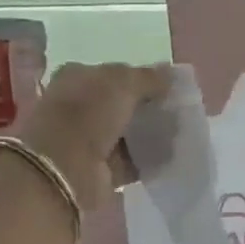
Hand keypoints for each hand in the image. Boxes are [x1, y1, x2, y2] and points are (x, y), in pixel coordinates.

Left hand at [17, 61, 174, 210]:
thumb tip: (171, 74)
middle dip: (146, 109)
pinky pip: (129, 162)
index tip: (167, 88)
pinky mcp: (98, 169)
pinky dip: (146, 160)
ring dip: (148, 135)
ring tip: (177, 134)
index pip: (113, 75)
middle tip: (176, 112)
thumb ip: (148, 77)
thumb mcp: (123, 83)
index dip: (140, 79)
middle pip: (120, 105)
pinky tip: (169, 157)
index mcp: (76, 78)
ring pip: (125, 134)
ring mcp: (86, 140)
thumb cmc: (89, 113)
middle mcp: (78, 107)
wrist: (67, 167)